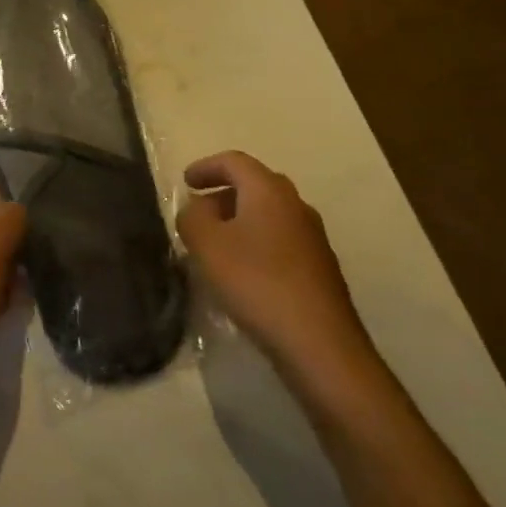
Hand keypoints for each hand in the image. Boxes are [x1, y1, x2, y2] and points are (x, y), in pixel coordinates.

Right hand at [178, 151, 377, 382]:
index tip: (185, 182)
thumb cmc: (257, 283)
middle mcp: (296, 204)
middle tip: (199, 214)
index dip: (206, 167)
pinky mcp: (320, 268)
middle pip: (254, 185)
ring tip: (216, 247)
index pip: (234, 161)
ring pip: (269, 215)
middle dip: (223, 194)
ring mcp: (313, 237)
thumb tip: (197, 207)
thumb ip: (192, 216)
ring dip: (240, 222)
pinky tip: (243, 274)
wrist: (320, 345)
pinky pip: (280, 241)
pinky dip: (257, 244)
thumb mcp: (207, 245)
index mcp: (269, 190)